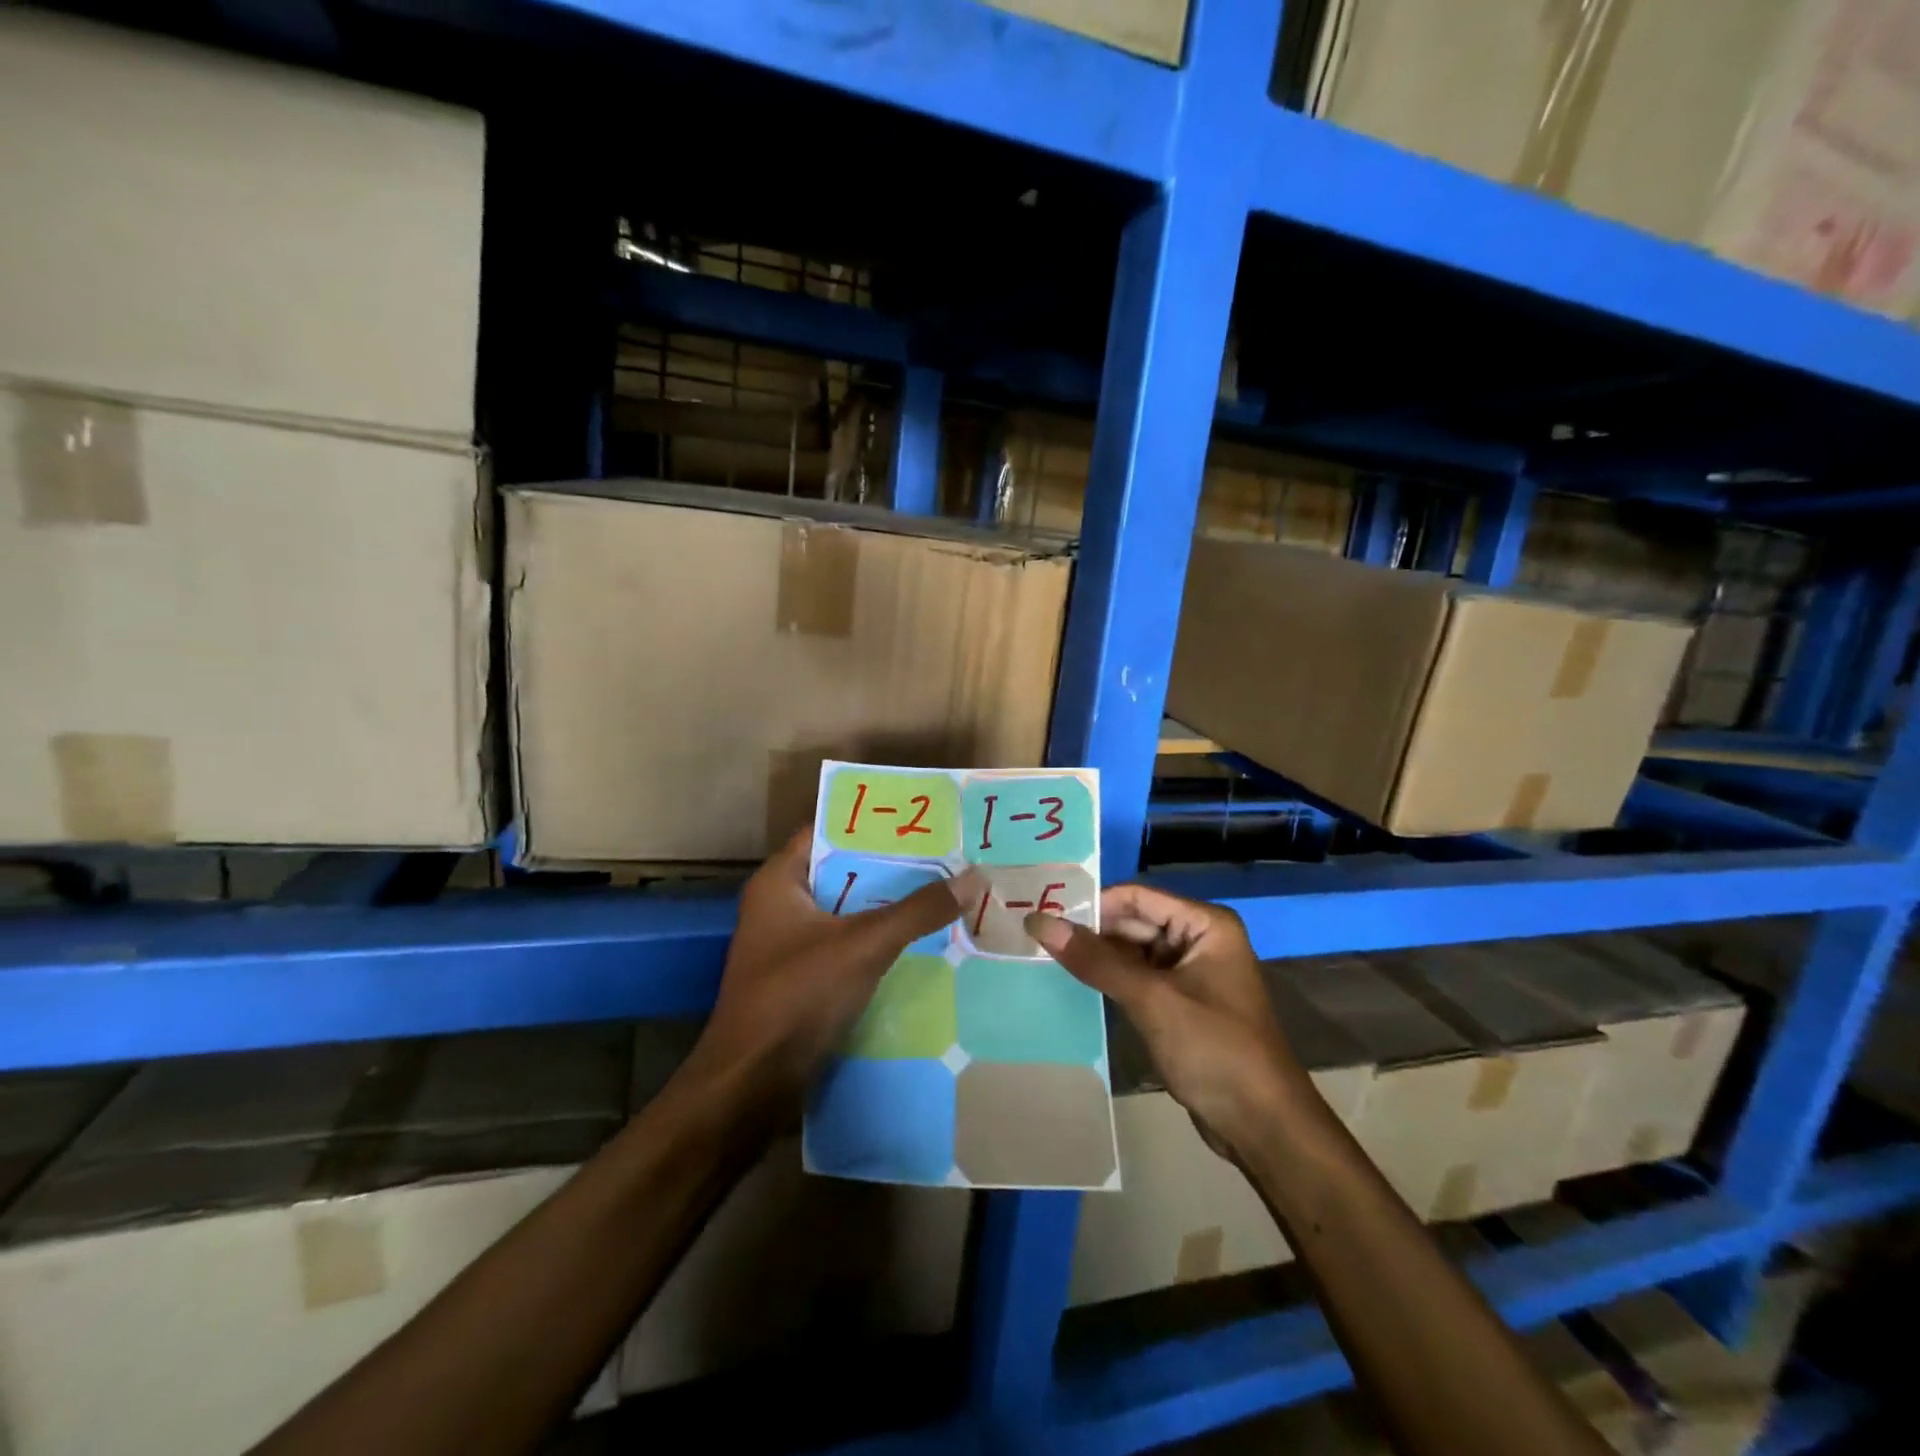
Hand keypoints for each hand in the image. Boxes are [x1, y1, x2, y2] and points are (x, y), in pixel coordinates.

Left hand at [676, 832, 977, 1131]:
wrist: (751, 1084)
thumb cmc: (798, 995)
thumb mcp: (864, 944)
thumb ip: (917, 910)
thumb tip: (973, 877)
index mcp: (779, 881)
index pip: (827, 831)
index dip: (872, 823)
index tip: (919, 820)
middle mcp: (779, 905)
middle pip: (842, 872)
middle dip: (890, 866)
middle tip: (944, 855)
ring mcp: (788, 945)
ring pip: (846, 911)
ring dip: (887, 906)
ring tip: (942, 891)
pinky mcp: (801, 979)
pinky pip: (846, 945)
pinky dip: (877, 940)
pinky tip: (920, 940)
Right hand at [1026, 885, 1306, 1161]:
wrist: (1264, 1127)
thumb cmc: (1215, 1050)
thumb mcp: (1153, 1000)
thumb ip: (1096, 960)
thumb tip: (1040, 922)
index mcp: (1205, 925)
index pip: (1137, 897)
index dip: (1093, 903)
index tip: (1045, 914)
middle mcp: (1199, 940)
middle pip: (1133, 922)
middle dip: (1091, 932)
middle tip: (1036, 937)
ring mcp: (1190, 974)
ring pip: (1132, 952)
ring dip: (1097, 957)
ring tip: (1044, 956)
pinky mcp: (1181, 1005)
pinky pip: (1138, 979)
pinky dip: (1110, 981)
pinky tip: (1074, 984)